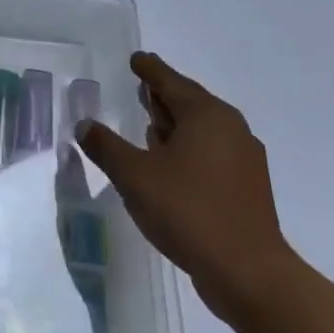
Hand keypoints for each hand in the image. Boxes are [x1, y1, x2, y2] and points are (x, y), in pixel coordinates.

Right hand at [75, 52, 294, 322]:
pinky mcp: (246, 189)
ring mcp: (243, 161)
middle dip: (164, 96)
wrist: (248, 274)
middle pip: (190, 102)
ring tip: (150, 124)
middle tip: (141, 87)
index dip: (150, 69)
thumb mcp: (133, 175)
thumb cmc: (188, 211)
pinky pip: (210, 154)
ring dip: (175, 125)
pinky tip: (169, 164)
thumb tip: (85, 125)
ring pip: (202, 130)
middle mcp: (230, 130)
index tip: (137, 59)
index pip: (170, 81)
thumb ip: (105, 146)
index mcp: (206, 116)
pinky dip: (187, 150)